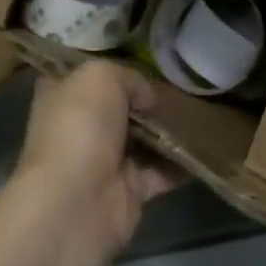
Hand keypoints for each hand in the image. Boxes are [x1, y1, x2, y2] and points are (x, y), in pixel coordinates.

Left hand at [15, 62, 181, 258]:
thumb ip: (128, 78)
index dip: (108, 69)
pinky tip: (204, 147)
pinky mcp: (127, 191)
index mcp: (60, 97)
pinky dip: (180, 164)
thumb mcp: (100, 77)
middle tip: (180, 89)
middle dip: (146, 101)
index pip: (82, 77)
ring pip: (141, 141)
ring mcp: (103, 162)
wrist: (75, 202)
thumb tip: (146, 100)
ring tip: (199, 114)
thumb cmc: (80, 127)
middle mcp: (79, 128)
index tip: (140, 63)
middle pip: (117, 108)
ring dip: (167, 132)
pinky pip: (160, 172)